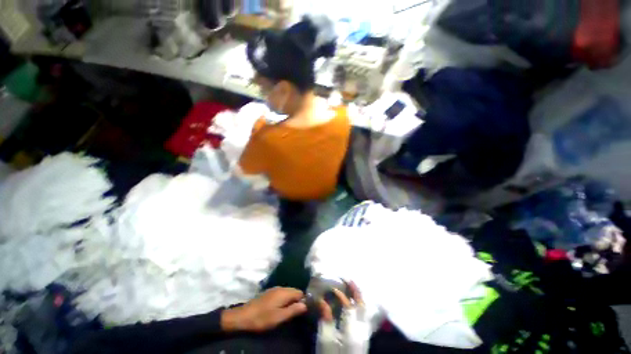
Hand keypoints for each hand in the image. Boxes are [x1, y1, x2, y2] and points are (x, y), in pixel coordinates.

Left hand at [221, 287, 306, 332]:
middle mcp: (281, 287)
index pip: (300, 292)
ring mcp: (274, 289)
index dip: (303, 300)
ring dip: (291, 300)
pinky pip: (282, 293)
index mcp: (284, 292)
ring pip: (288, 292)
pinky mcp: (269, 292)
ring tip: (289, 312)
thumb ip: (293, 310)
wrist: (243, 316)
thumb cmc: (262, 318)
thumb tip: (305, 304)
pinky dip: (284, 299)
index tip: (304, 311)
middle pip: (294, 291)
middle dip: (297, 300)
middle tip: (296, 313)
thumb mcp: (279, 317)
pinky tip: (281, 308)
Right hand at [317, 281, 370, 353]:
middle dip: (355, 289)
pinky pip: (363, 314)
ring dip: (358, 295)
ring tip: (350, 285)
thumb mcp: (325, 341)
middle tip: (347, 278)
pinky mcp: (363, 335)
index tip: (331, 289)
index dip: (340, 295)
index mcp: (351, 331)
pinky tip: (353, 300)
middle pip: (361, 304)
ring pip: (364, 308)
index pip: (348, 306)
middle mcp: (361, 329)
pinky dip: (358, 303)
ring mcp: (365, 332)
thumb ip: (326, 319)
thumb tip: (322, 300)